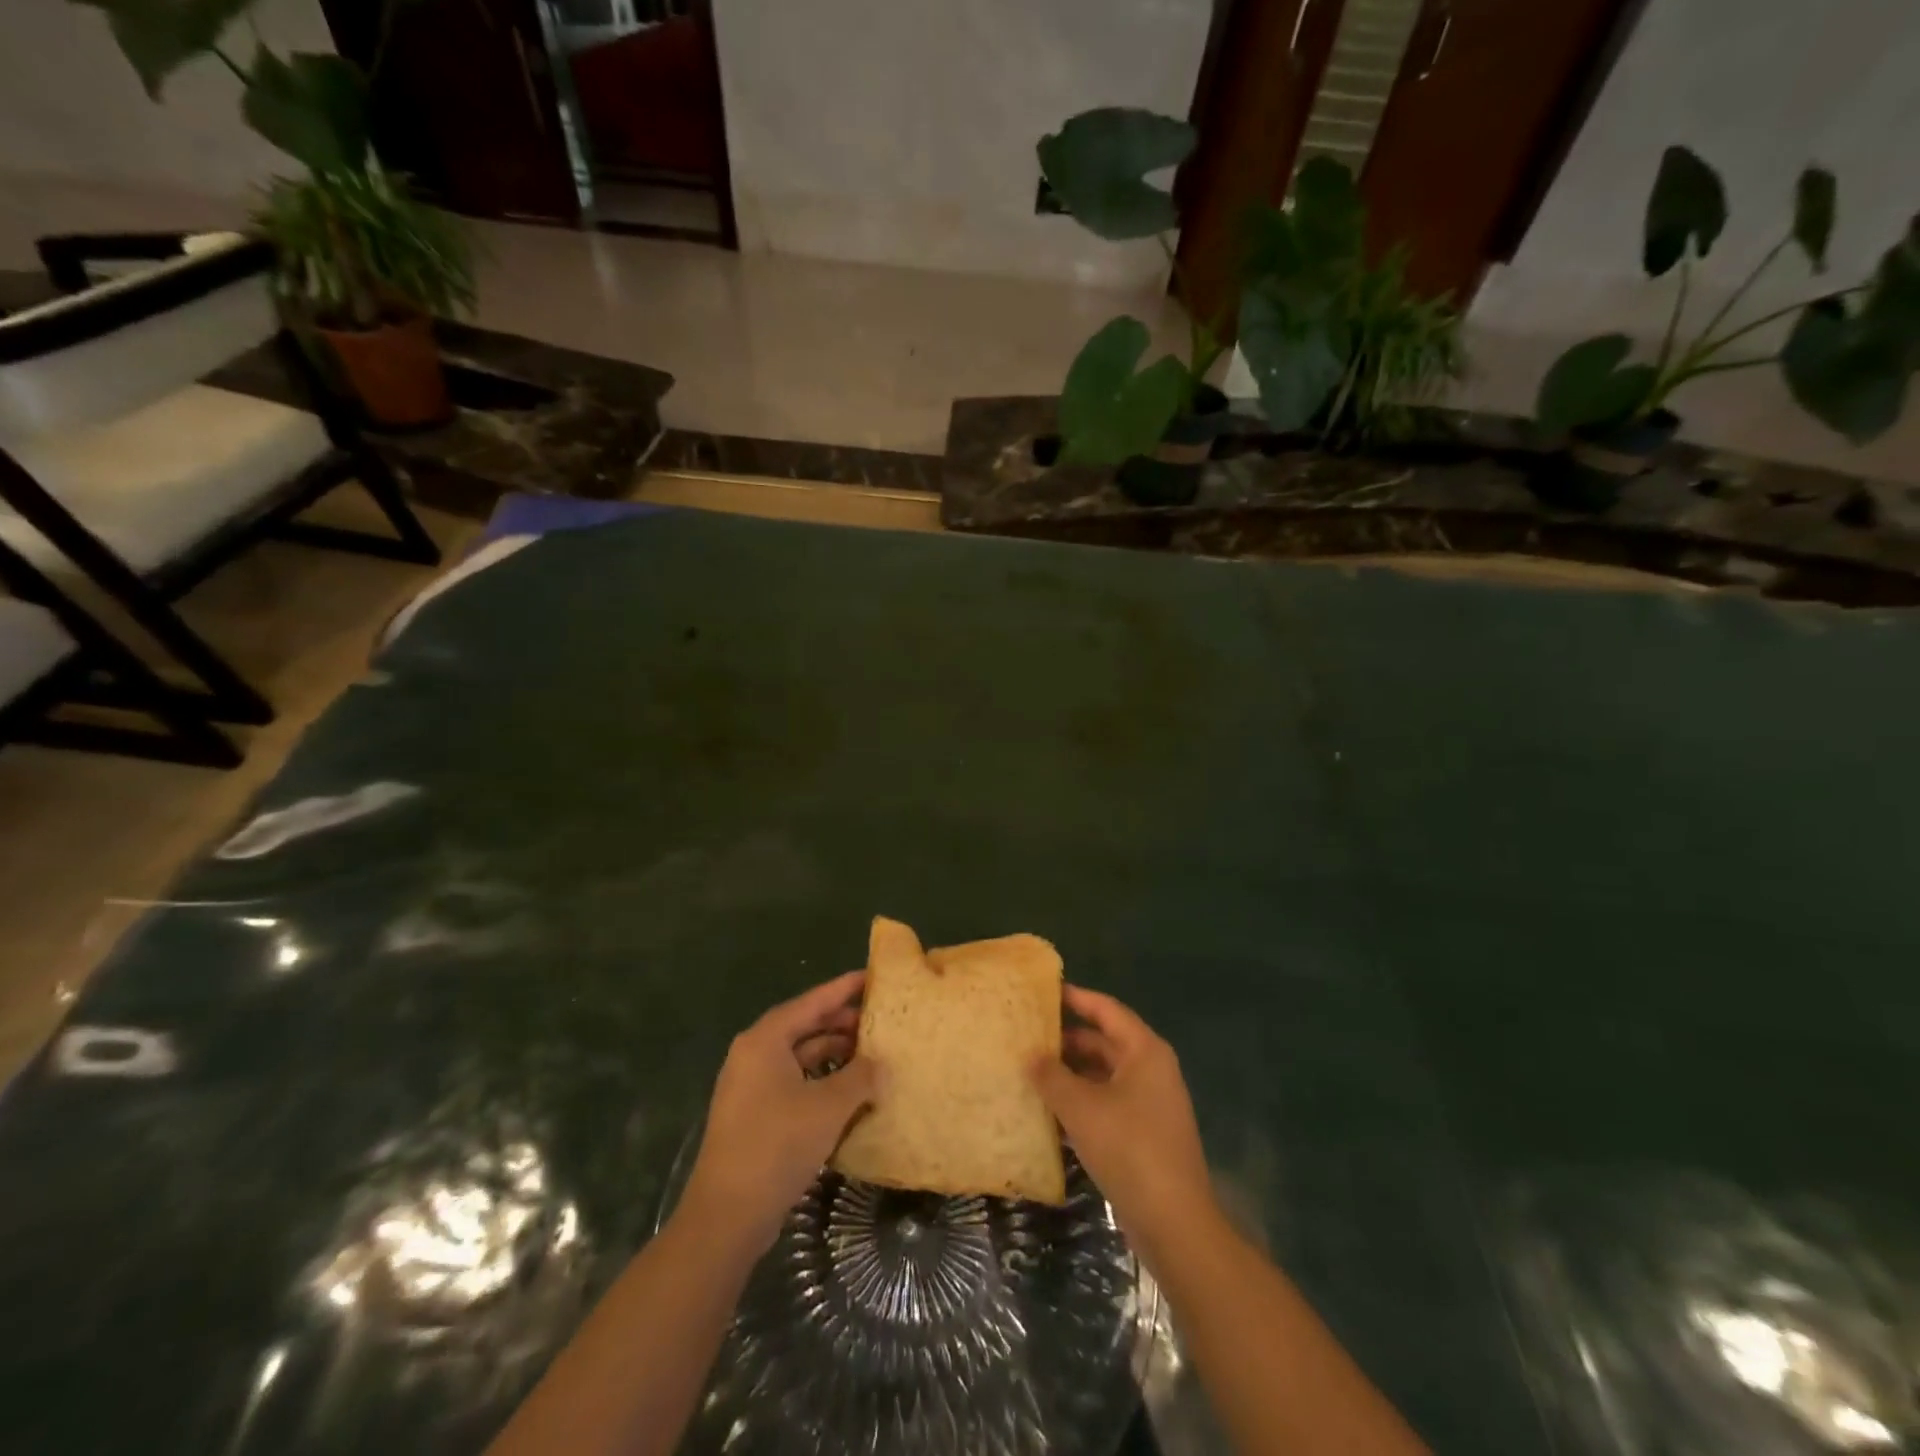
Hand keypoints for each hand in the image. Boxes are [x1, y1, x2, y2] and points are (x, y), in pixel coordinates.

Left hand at [682, 971, 881, 1251]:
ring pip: (800, 1057)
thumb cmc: (777, 1144)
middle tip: (879, 1021)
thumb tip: (881, 1065)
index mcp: (765, 1040)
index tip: (872, 977)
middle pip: (804, 1027)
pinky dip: (821, 1081)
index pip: (812, 1002)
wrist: (727, 1215)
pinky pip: (794, 1083)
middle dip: (842, 1024)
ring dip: (834, 1055)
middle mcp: (753, 1055)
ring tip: (872, 1056)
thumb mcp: (829, 1106)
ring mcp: (750, 1087)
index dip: (843, 988)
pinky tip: (849, 1093)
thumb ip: (861, 1077)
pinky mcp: (754, 1115)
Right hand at [1030, 986, 1214, 1258]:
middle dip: (1067, 1041)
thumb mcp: (1081, 1108)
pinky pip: (1107, 1104)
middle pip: (1104, 1042)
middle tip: (1029, 1035)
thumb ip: (1052, 1076)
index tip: (1045, 992)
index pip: (1107, 1010)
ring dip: (1071, 1075)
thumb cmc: (1129, 1148)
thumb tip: (1030, 1055)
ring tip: (1031, 1071)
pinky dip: (1081, 1103)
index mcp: (1144, 1052)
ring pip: (1103, 1076)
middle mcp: (1151, 1070)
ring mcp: (1150, 1104)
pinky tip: (1050, 1112)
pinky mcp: (1144, 1134)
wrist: (1174, 1222)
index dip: (1077, 998)